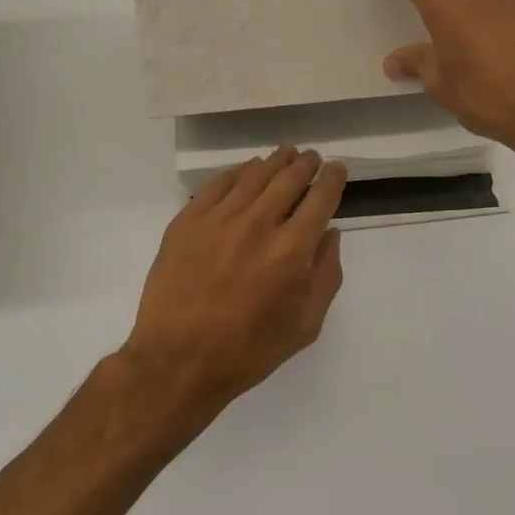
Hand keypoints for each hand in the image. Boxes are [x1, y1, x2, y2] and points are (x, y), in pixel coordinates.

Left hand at [120, 147, 347, 433]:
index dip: (332, 180)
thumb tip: (330, 234)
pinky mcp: (187, 221)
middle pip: (288, 179)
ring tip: (284, 153)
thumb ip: (326, 276)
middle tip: (311, 157)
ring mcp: (219, 219)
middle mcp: (258, 224)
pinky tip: (246, 170)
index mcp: (292, 250)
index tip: (337, 169)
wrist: (177, 361)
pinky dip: (238, 172)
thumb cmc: (247, 350)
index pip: (320, 199)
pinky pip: (218, 185)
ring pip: (254, 175)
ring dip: (274, 161)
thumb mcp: (305, 326)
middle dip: (305, 164)